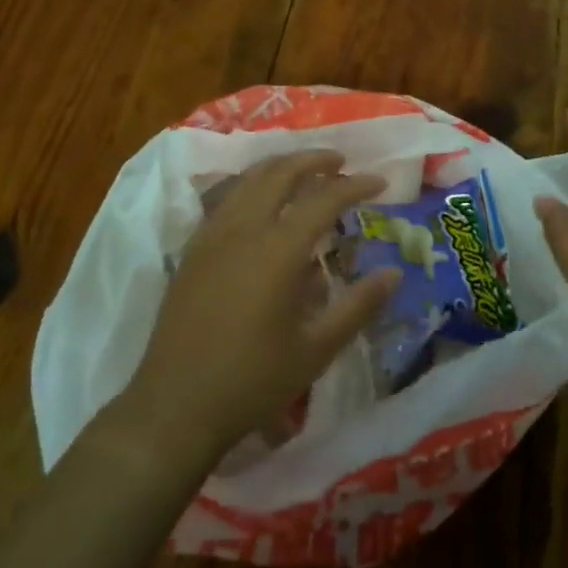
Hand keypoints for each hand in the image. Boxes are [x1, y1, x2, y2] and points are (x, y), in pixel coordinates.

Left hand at [119, 151, 399, 467]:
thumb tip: (394, 273)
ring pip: (249, 179)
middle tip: (340, 161)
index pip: (324, 199)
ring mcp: (213, 235)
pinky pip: (227, 197)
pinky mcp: (193, 249)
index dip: (356, 185)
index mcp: (278, 249)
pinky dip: (252, 184)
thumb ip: (358, 306)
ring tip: (304, 171)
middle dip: (314, 159)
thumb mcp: (316, 350)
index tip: (380, 182)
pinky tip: (261, 201)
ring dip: (281, 166)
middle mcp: (244, 229)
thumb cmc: (251, 381)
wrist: (174, 407)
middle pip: (281, 172)